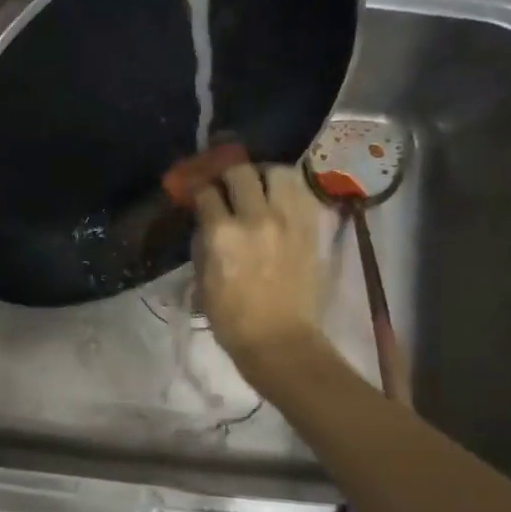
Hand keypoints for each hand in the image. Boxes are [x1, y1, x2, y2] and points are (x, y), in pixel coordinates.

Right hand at [193, 163, 328, 383]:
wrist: (279, 340)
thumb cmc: (232, 319)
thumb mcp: (203, 281)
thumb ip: (203, 244)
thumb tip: (207, 222)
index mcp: (222, 234)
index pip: (206, 193)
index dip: (199, 191)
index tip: (198, 195)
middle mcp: (255, 218)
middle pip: (240, 172)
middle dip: (228, 175)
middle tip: (226, 186)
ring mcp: (288, 220)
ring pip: (277, 172)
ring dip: (263, 175)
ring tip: (259, 186)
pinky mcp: (311, 228)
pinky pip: (301, 192)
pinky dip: (288, 190)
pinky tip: (280, 201)